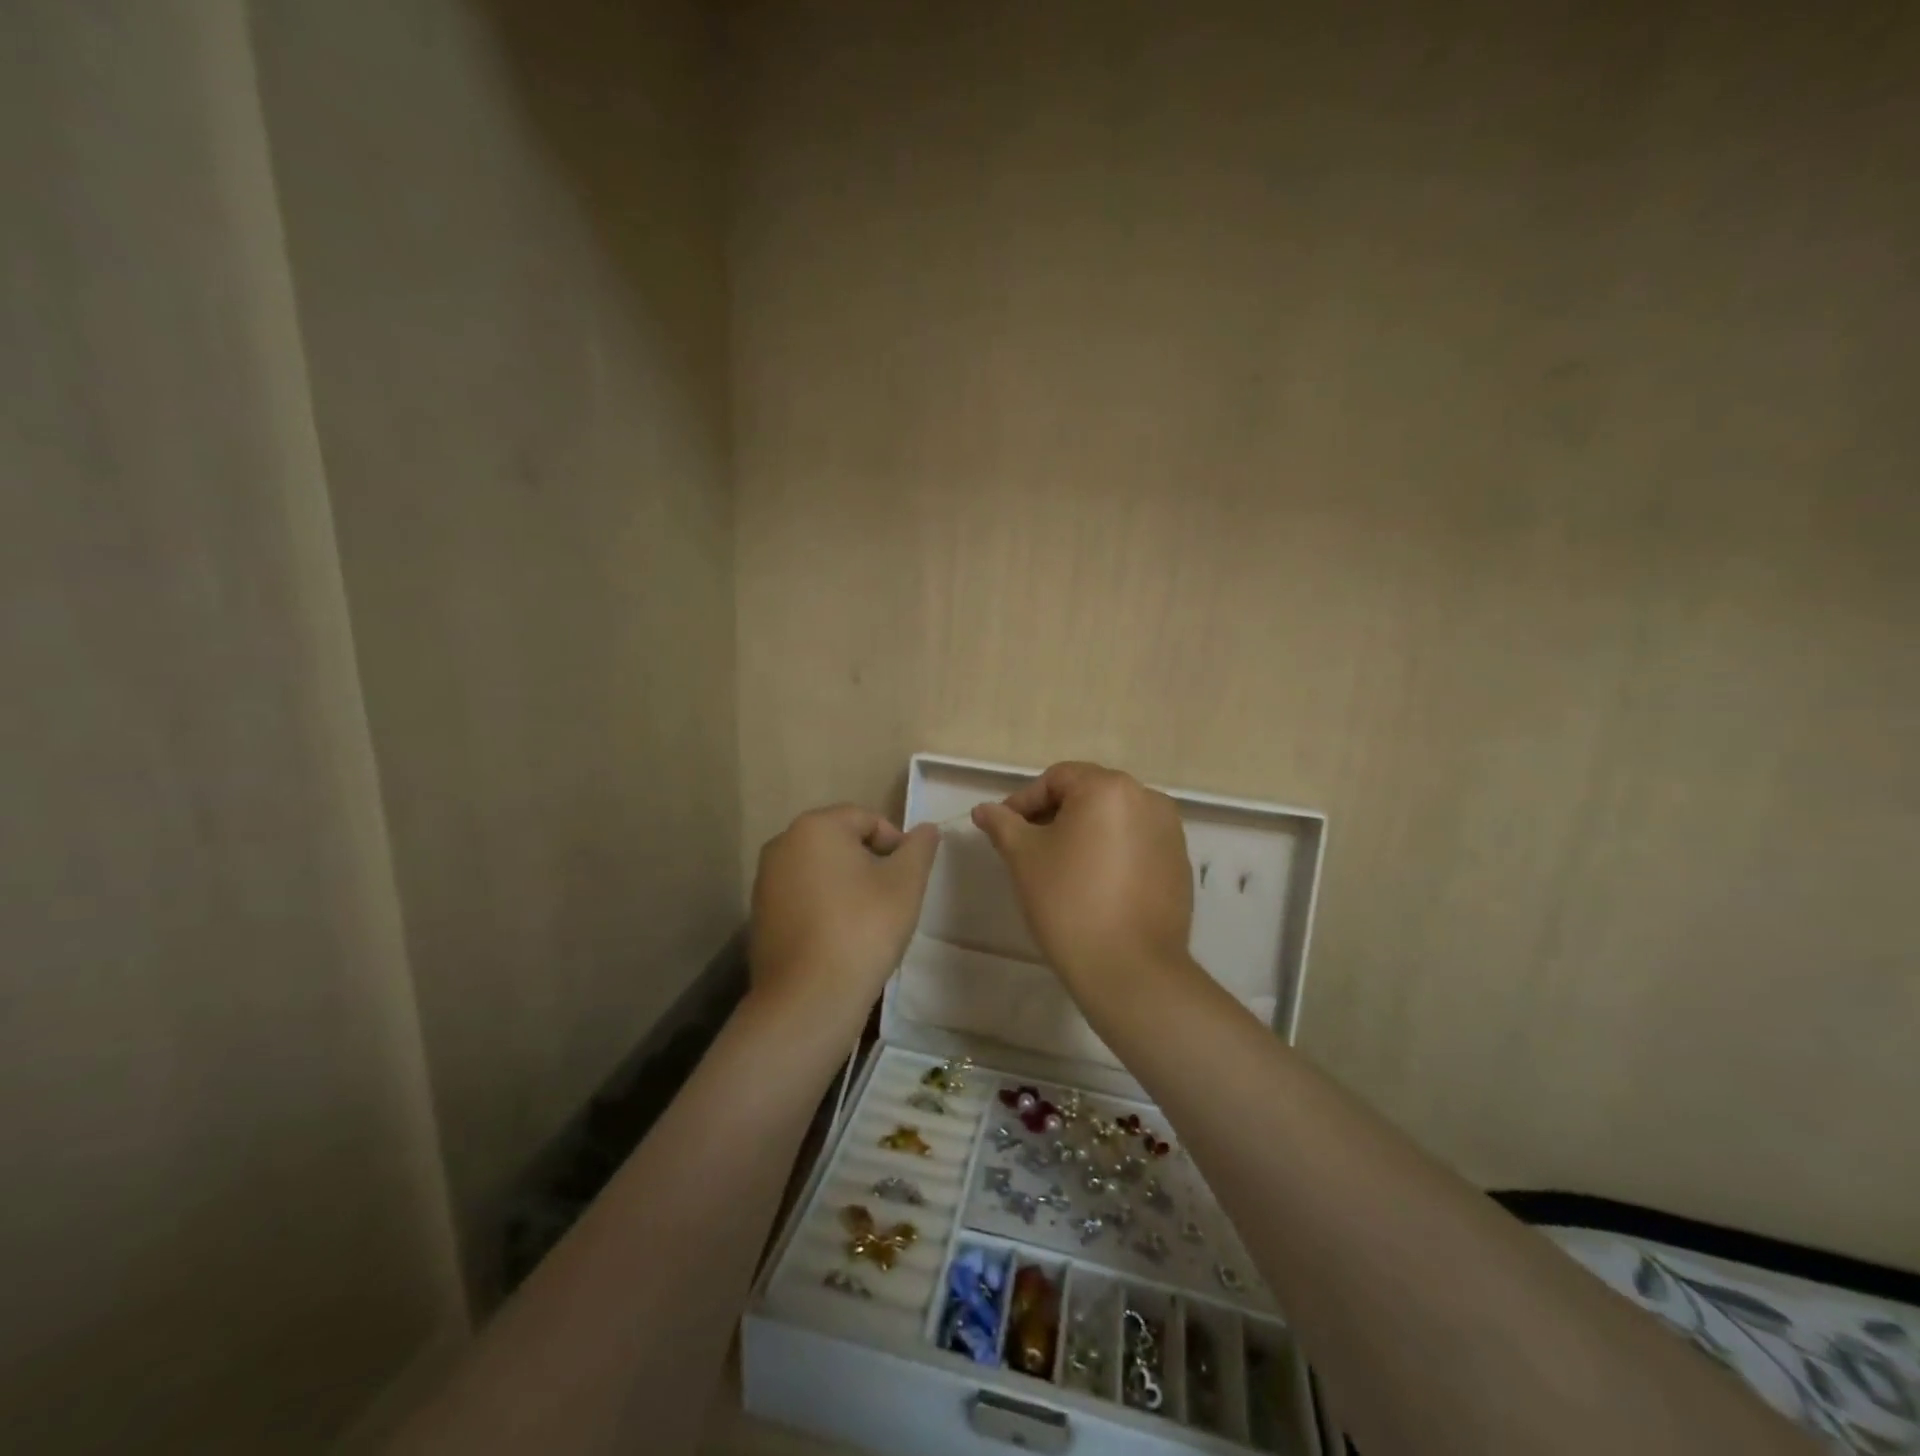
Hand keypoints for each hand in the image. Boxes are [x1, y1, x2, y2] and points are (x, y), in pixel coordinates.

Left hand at [750, 804, 938, 1023]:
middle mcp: (783, 843)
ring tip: (869, 919)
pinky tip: (841, 936)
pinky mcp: (760, 914)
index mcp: (815, 827)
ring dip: (847, 884)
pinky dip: (824, 906)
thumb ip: (919, 848)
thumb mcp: (906, 883)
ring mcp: (766, 880)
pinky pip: (802, 896)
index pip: (867, 818)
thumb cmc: (863, 928)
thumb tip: (928, 829)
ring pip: (821, 870)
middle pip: (840, 841)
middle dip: (870, 862)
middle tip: (893, 897)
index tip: (909, 877)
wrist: (809, 998)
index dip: (896, 843)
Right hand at [972, 762, 1194, 995]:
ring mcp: (1170, 832)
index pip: (1057, 779)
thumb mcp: (1023, 858)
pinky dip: (1113, 853)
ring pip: (1115, 820)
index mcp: (1109, 788)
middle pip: (1089, 795)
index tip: (1004, 830)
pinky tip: (1095, 886)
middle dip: (1055, 816)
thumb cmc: (1068, 901)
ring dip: (1085, 834)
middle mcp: (1147, 798)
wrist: (1129, 969)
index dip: (1024, 801)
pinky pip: (1137, 844)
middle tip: (1028, 848)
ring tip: (1061, 867)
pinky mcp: (1180, 864)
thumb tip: (984, 810)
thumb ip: (1002, 824)